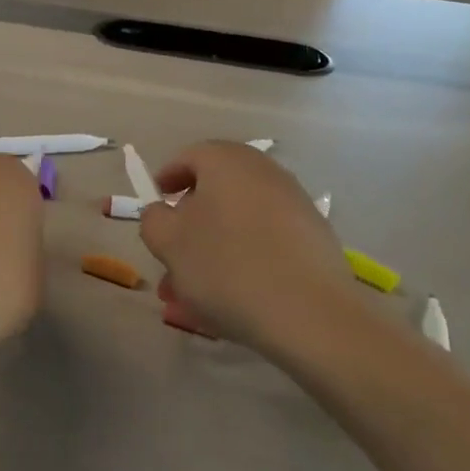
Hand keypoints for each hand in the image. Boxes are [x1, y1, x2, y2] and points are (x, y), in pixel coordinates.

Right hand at [139, 141, 358, 351]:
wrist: (310, 314)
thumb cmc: (226, 266)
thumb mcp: (168, 242)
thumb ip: (154, 220)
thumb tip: (163, 212)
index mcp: (227, 162)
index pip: (190, 156)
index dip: (168, 178)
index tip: (156, 204)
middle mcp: (265, 173)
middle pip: (217, 191)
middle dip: (189, 225)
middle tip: (171, 255)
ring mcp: (295, 205)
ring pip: (239, 224)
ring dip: (212, 251)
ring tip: (192, 294)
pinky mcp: (315, 239)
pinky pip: (265, 244)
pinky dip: (243, 262)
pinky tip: (231, 300)